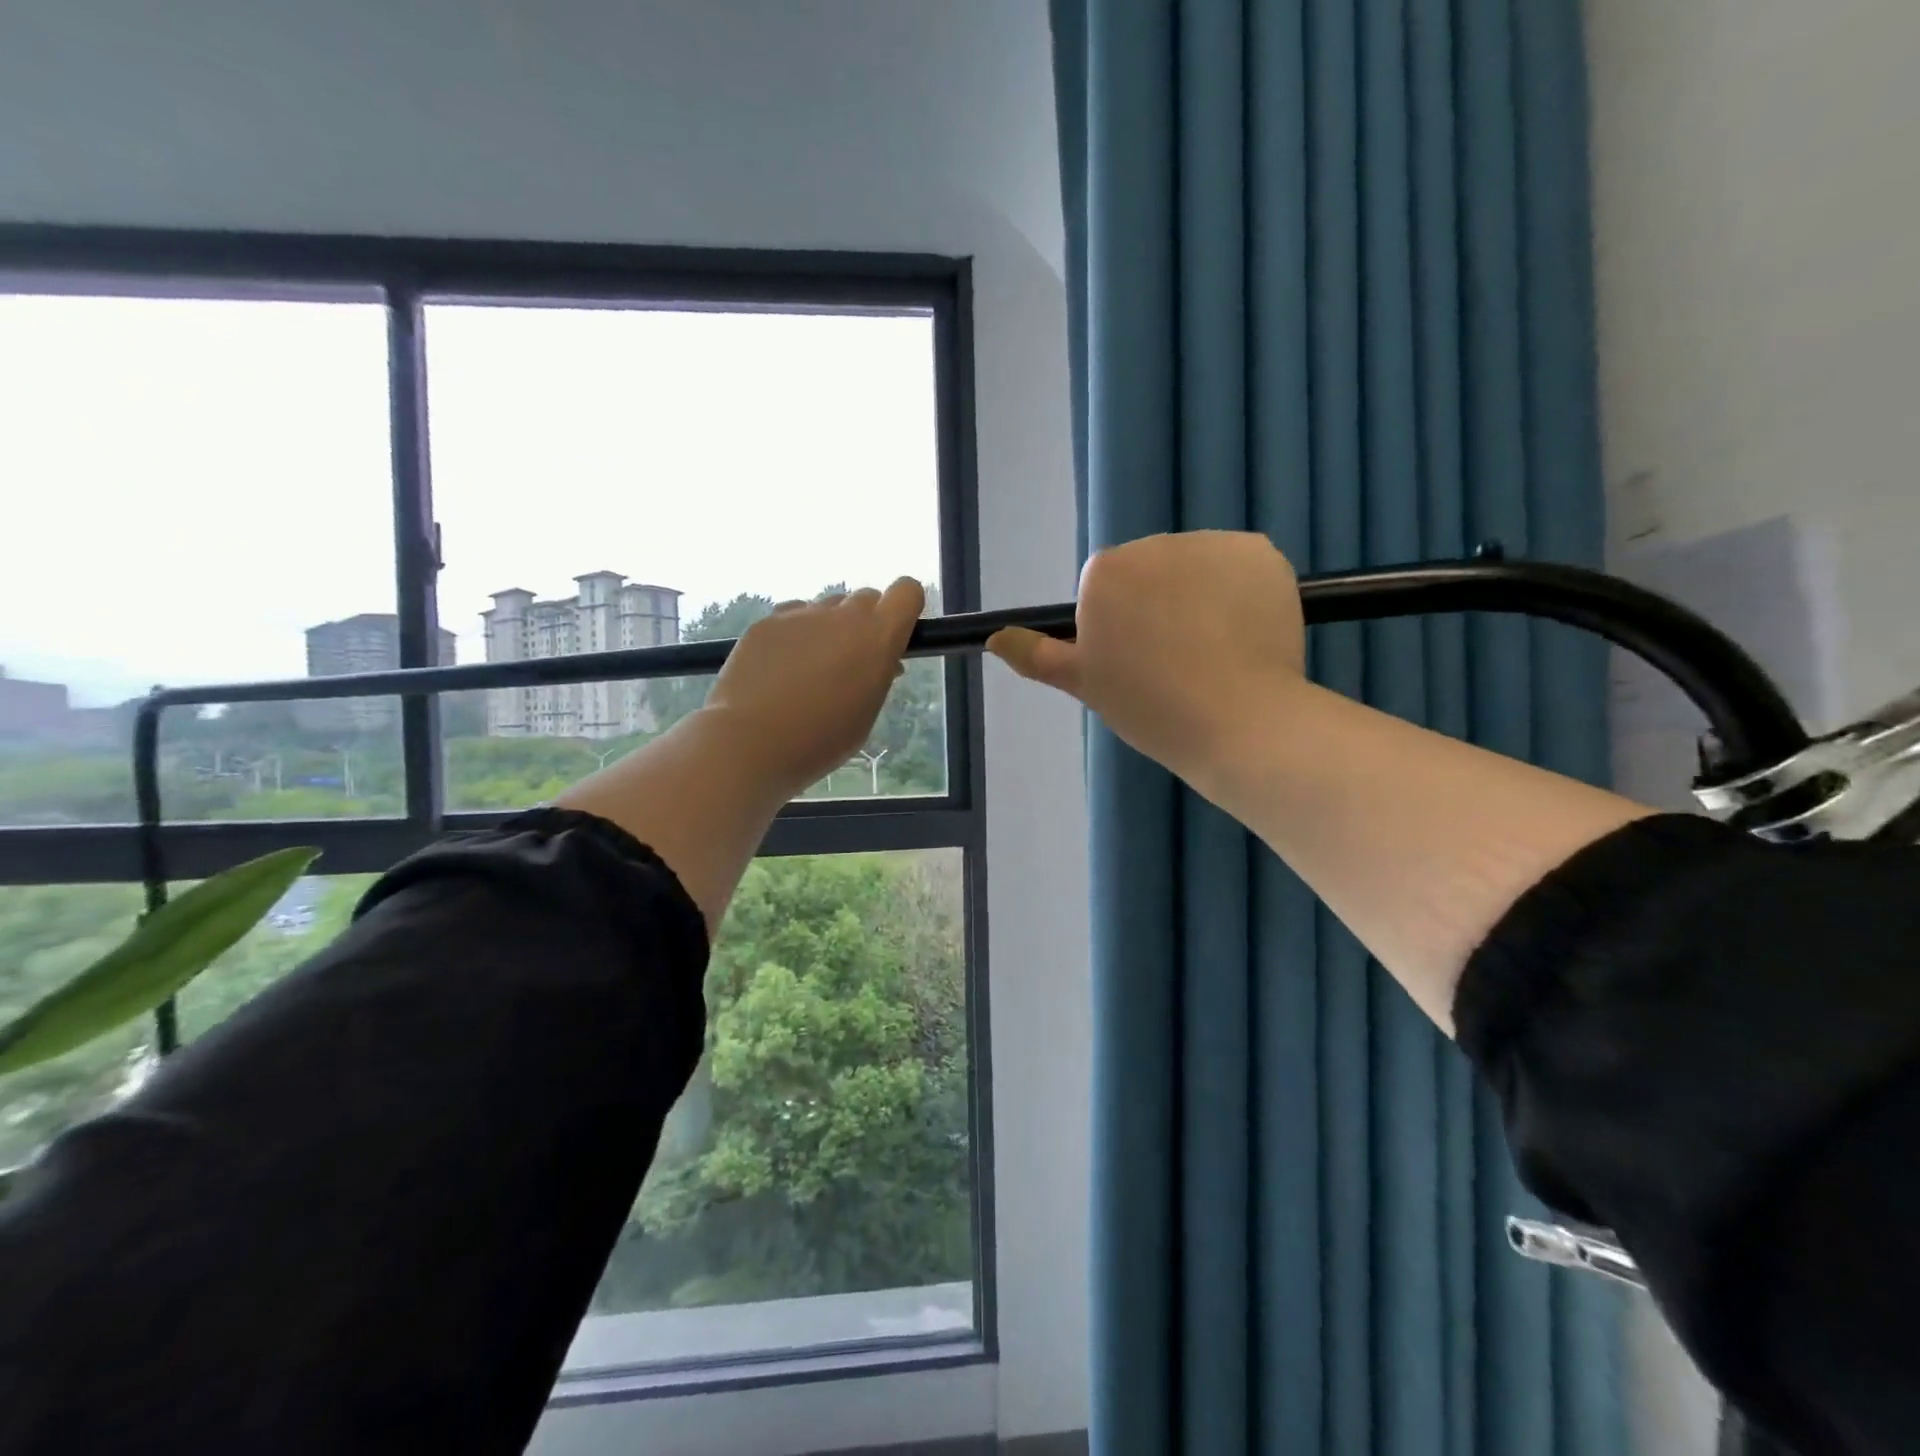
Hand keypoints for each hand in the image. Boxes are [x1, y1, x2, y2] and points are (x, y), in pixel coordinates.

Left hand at [703, 579, 925, 797]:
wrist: (750, 741)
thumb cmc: (820, 740)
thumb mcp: (866, 714)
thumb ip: (878, 677)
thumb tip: (881, 662)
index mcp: (877, 637)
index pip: (907, 591)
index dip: (904, 608)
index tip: (894, 634)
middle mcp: (842, 615)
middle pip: (865, 598)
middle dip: (865, 623)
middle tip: (851, 662)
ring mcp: (801, 615)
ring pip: (827, 608)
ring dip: (829, 629)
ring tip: (810, 669)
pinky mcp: (766, 622)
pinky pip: (792, 618)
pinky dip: (795, 636)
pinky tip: (780, 669)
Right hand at [988, 531, 1305, 787]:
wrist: (1238, 722)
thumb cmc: (1149, 707)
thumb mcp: (1084, 684)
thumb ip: (1037, 655)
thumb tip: (995, 638)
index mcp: (1105, 572)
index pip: (1107, 588)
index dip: (1122, 625)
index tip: (1138, 662)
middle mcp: (1155, 544)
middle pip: (1152, 570)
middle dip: (1160, 603)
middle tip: (1176, 660)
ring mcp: (1212, 544)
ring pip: (1197, 566)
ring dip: (1201, 594)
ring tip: (1215, 650)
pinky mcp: (1260, 551)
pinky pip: (1240, 566)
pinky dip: (1241, 591)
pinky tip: (1245, 632)